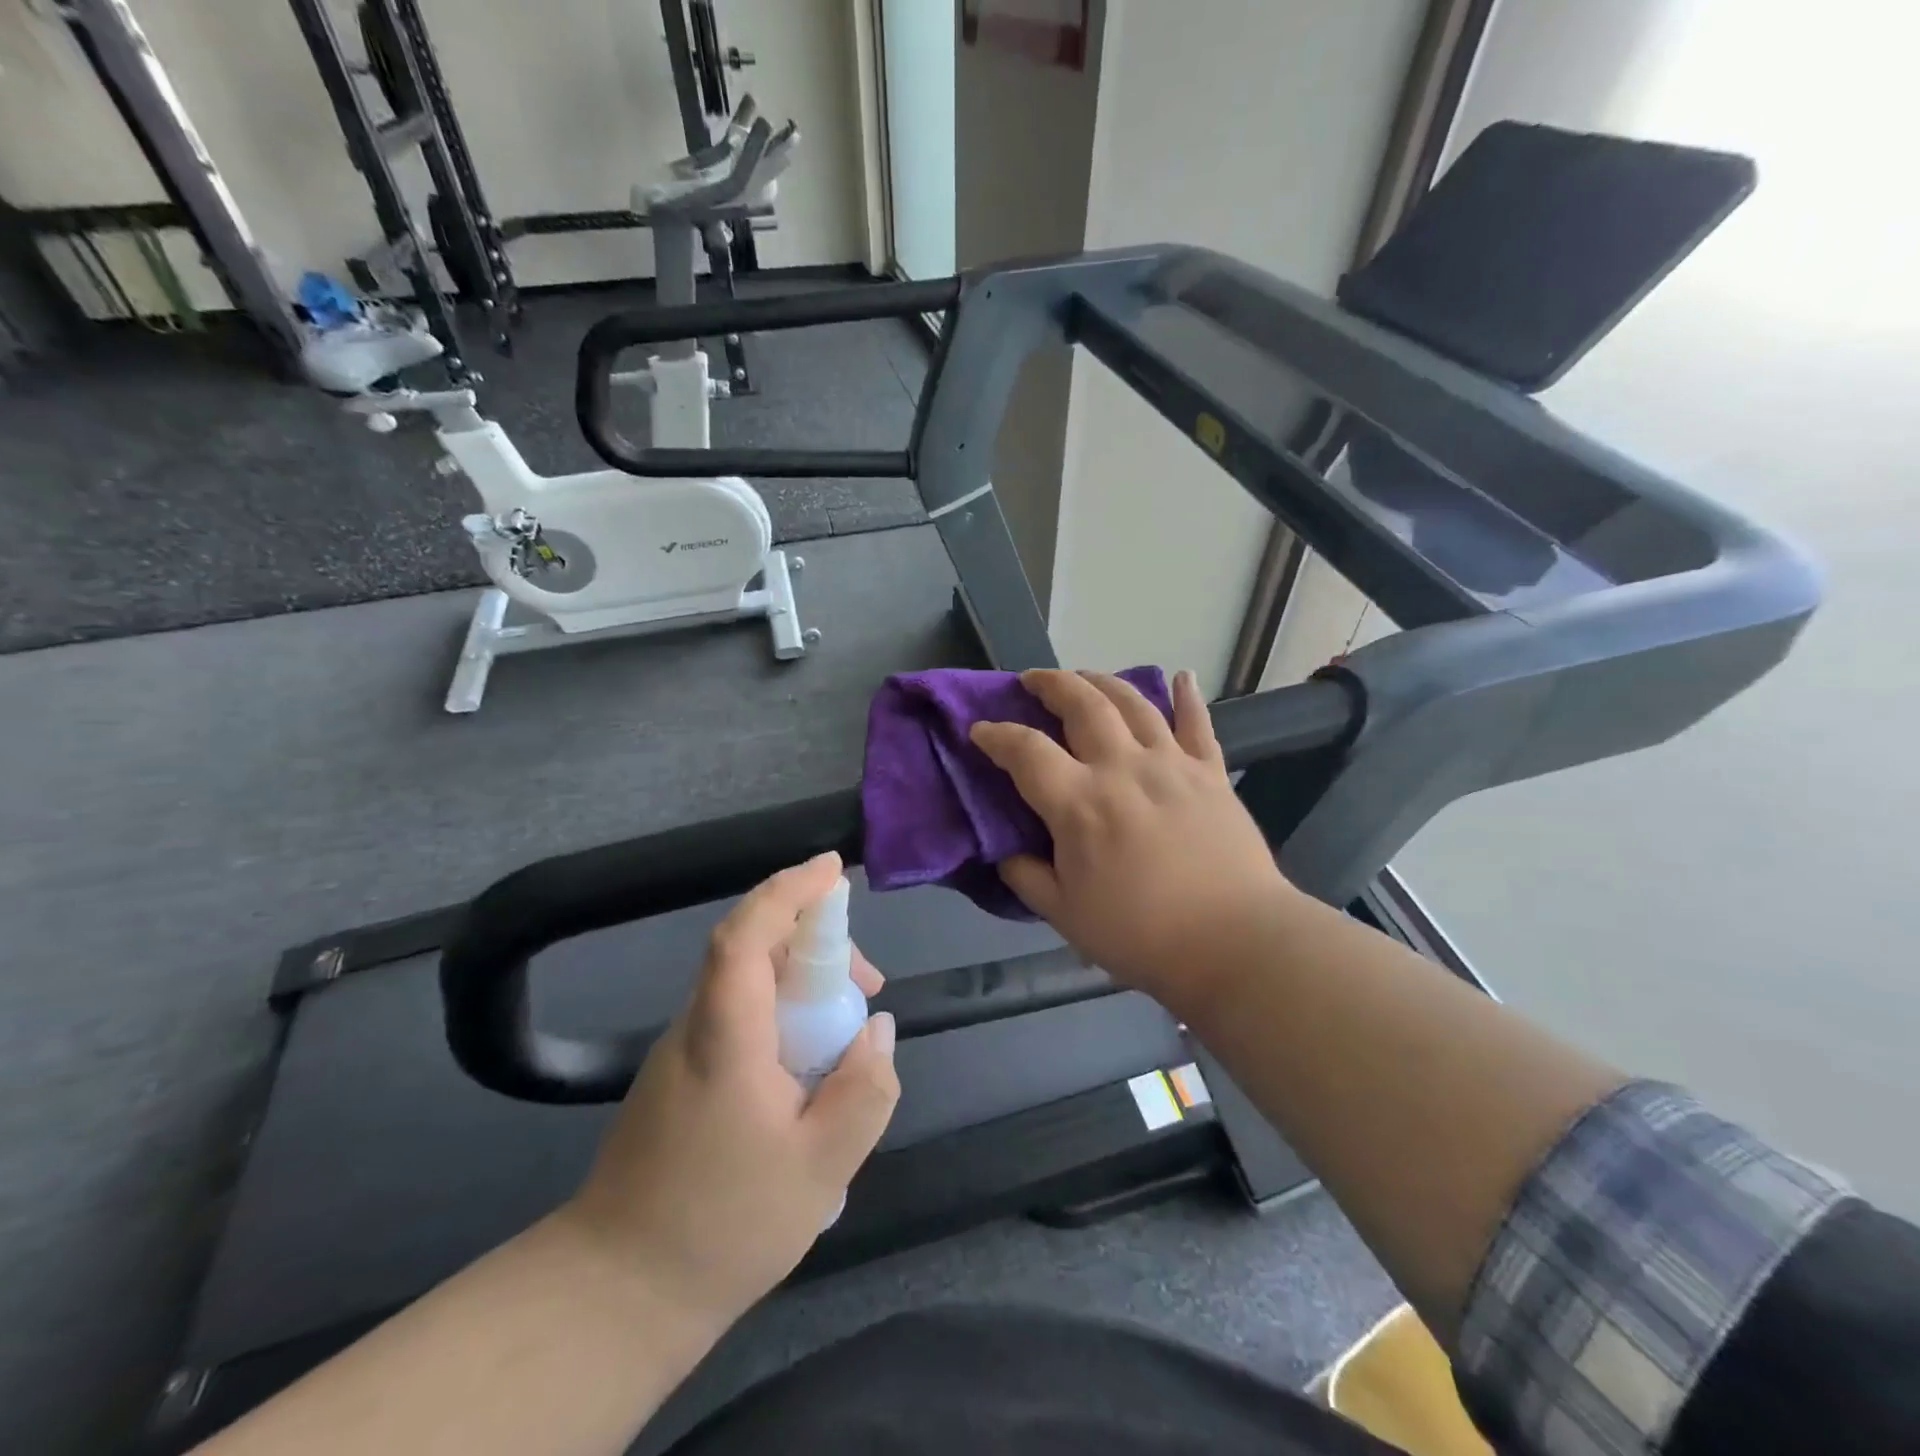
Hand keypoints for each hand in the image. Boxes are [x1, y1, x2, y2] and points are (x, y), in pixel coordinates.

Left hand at [558, 852, 898, 1333]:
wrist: (617, 1292)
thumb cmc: (723, 1226)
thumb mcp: (821, 1168)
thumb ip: (864, 1091)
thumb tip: (877, 1029)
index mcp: (725, 1037)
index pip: (745, 936)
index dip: (788, 891)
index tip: (833, 869)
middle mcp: (695, 1027)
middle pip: (752, 950)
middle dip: (817, 942)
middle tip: (870, 983)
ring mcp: (682, 1050)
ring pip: (748, 983)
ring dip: (804, 981)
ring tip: (849, 1031)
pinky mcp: (681, 1074)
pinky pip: (739, 1015)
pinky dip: (783, 1013)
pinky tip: (810, 1066)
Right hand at [970, 669, 1295, 1015]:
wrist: (1233, 943)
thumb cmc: (1141, 935)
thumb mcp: (1064, 915)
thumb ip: (1027, 877)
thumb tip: (1006, 852)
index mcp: (1079, 803)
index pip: (1026, 751)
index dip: (996, 735)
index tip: (980, 730)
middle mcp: (1122, 768)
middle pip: (1082, 705)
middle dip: (1052, 685)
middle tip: (1033, 680)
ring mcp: (1171, 765)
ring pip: (1134, 703)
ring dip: (1103, 682)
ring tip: (1086, 677)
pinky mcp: (1211, 774)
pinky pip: (1198, 724)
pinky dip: (1188, 697)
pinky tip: (1181, 678)